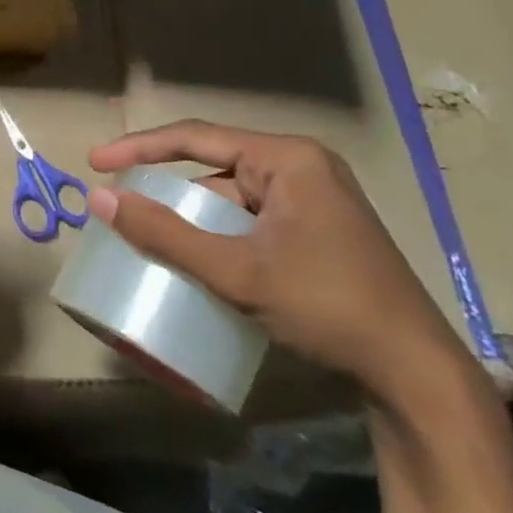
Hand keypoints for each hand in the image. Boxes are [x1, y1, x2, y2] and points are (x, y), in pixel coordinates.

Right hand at [87, 121, 475, 406]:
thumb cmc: (327, 307)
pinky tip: (196, 256)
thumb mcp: (236, 271)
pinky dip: (218, 233)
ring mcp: (314, 201)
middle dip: (166, 184)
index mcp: (288, 159)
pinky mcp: (317, 232)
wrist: (416, 375)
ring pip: (232, 196)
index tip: (95, 163)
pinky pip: (251, 219)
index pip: (195, 137)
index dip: (139, 148)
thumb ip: (165, 233)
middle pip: (215, 164)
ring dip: (192, 214)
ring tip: (150, 234)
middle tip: (121, 204)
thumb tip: (97, 198)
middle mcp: (302, 169)